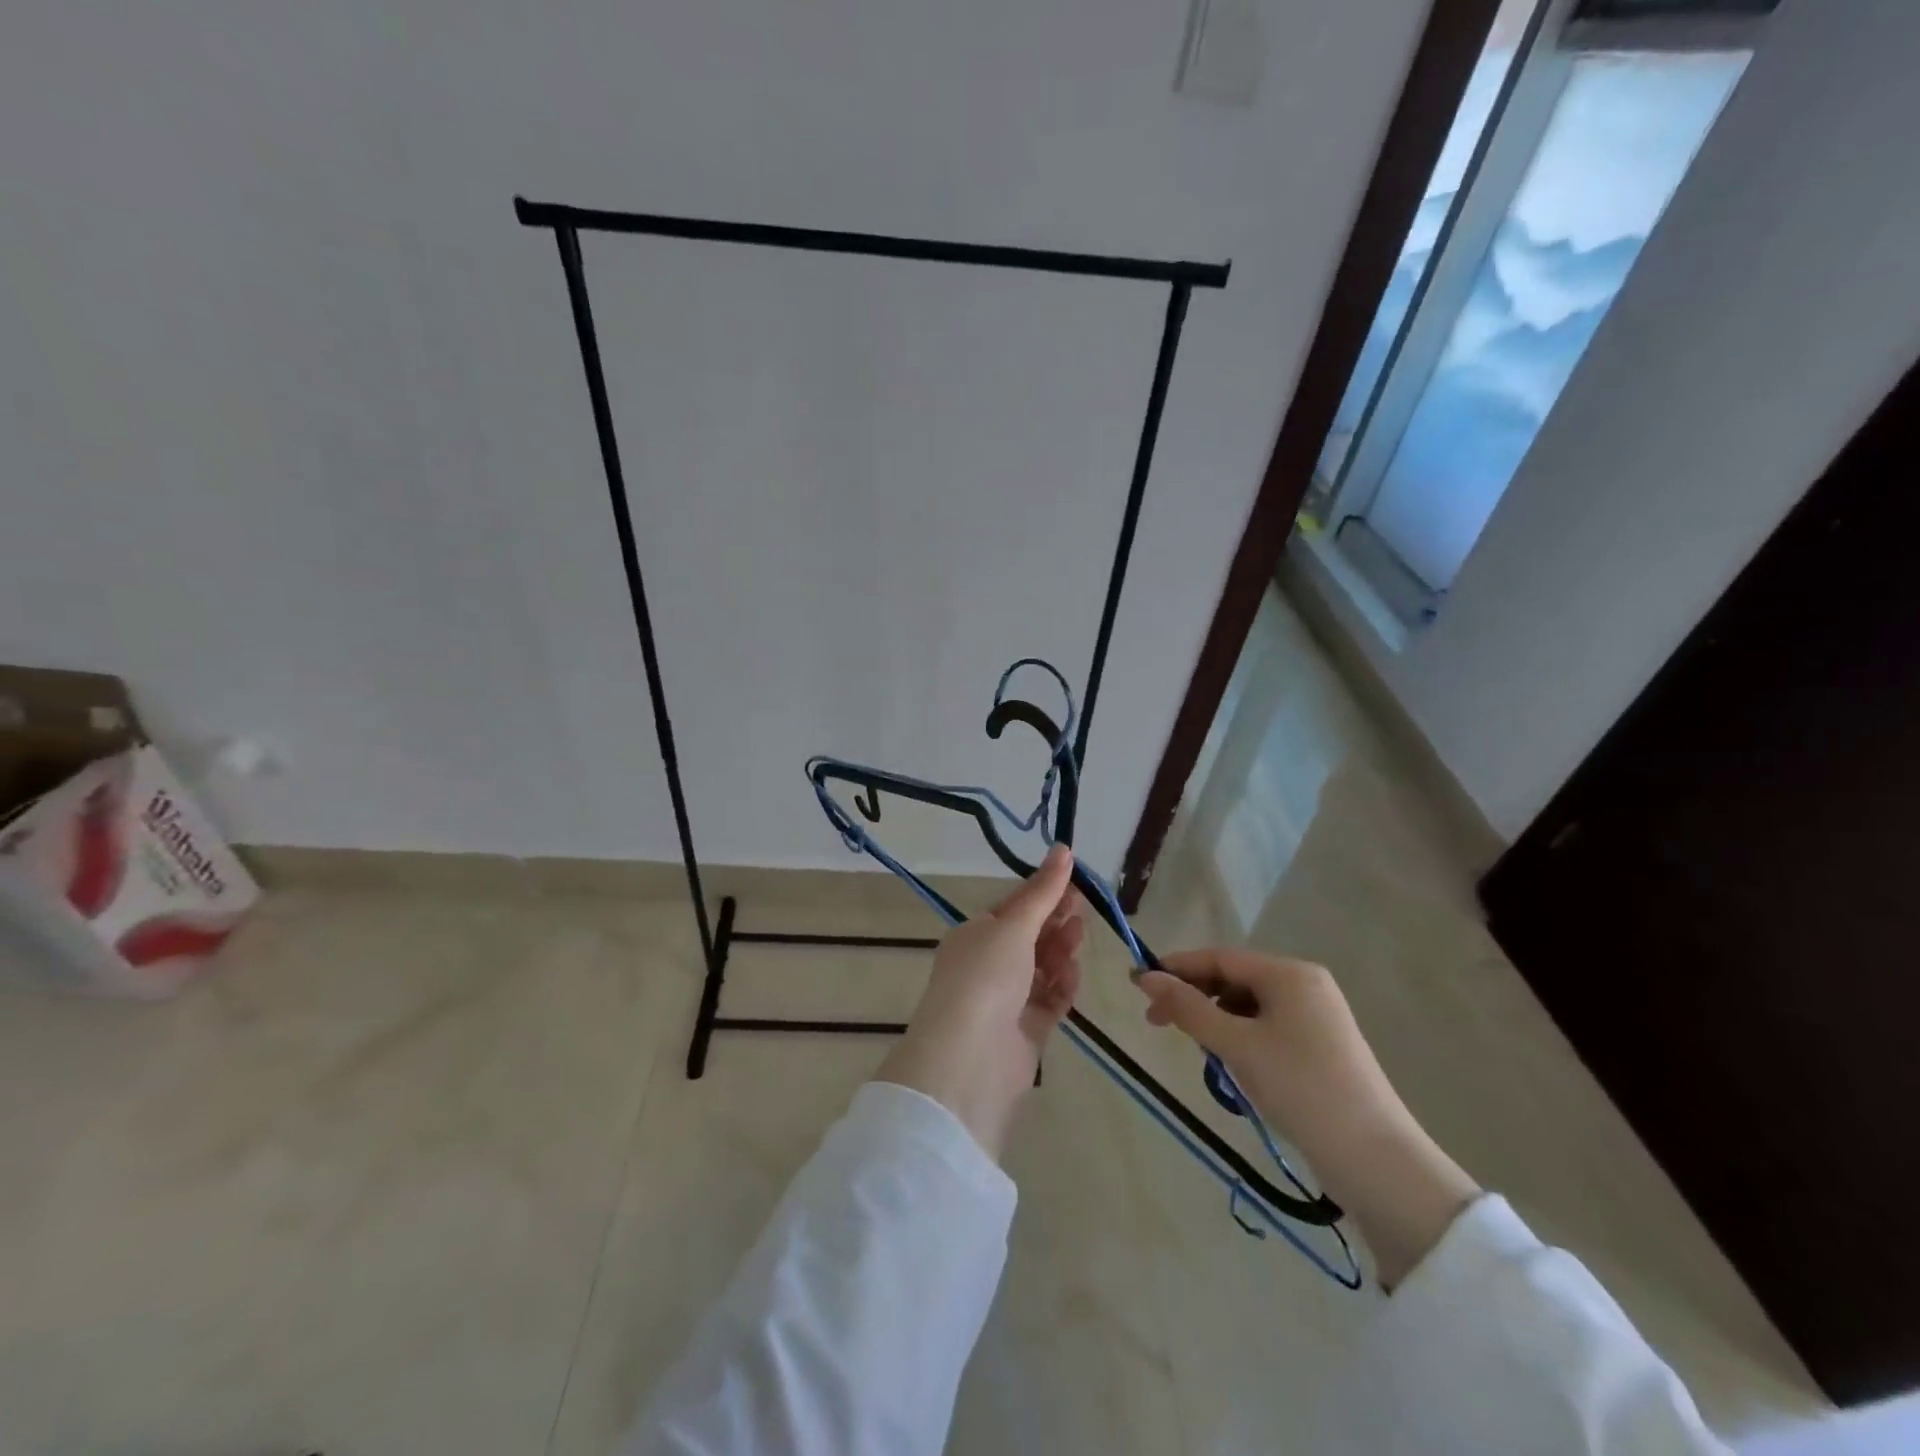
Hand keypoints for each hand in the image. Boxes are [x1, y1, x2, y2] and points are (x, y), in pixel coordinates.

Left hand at [877, 845, 1082, 1160]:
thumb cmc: (986, 976)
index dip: (1043, 893)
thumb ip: (1043, 891)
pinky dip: (1062, 985)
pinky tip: (1072, 975)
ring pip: (1041, 968)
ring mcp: (1006, 1000)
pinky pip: (1049, 1000)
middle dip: (1055, 921)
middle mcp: (987, 966)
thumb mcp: (1014, 925)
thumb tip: (1063, 848)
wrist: (971, 1057)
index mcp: (974, 936)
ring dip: (1060, 951)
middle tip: (1083, 908)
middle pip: (1029, 937)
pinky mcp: (1025, 1031)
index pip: (1012, 908)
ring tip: (1078, 938)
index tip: (1075, 883)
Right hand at [1137, 948, 1478, 1287]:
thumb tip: (1145, 977)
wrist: (1374, 1159)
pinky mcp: (1322, 1046)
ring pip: (1249, 1005)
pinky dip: (1241, 1037)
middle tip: (1157, 1023)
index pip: (1219, 958)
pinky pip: (1268, 1026)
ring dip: (1216, 1020)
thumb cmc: (1299, 1087)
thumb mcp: (1236, 1045)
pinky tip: (1230, 1063)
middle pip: (1234, 979)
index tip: (1138, 985)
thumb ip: (1187, 1008)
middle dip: (1194, 997)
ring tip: (1197, 1050)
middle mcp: (1305, 984)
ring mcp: (1318, 1016)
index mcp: (1289, 973)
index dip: (1176, 968)